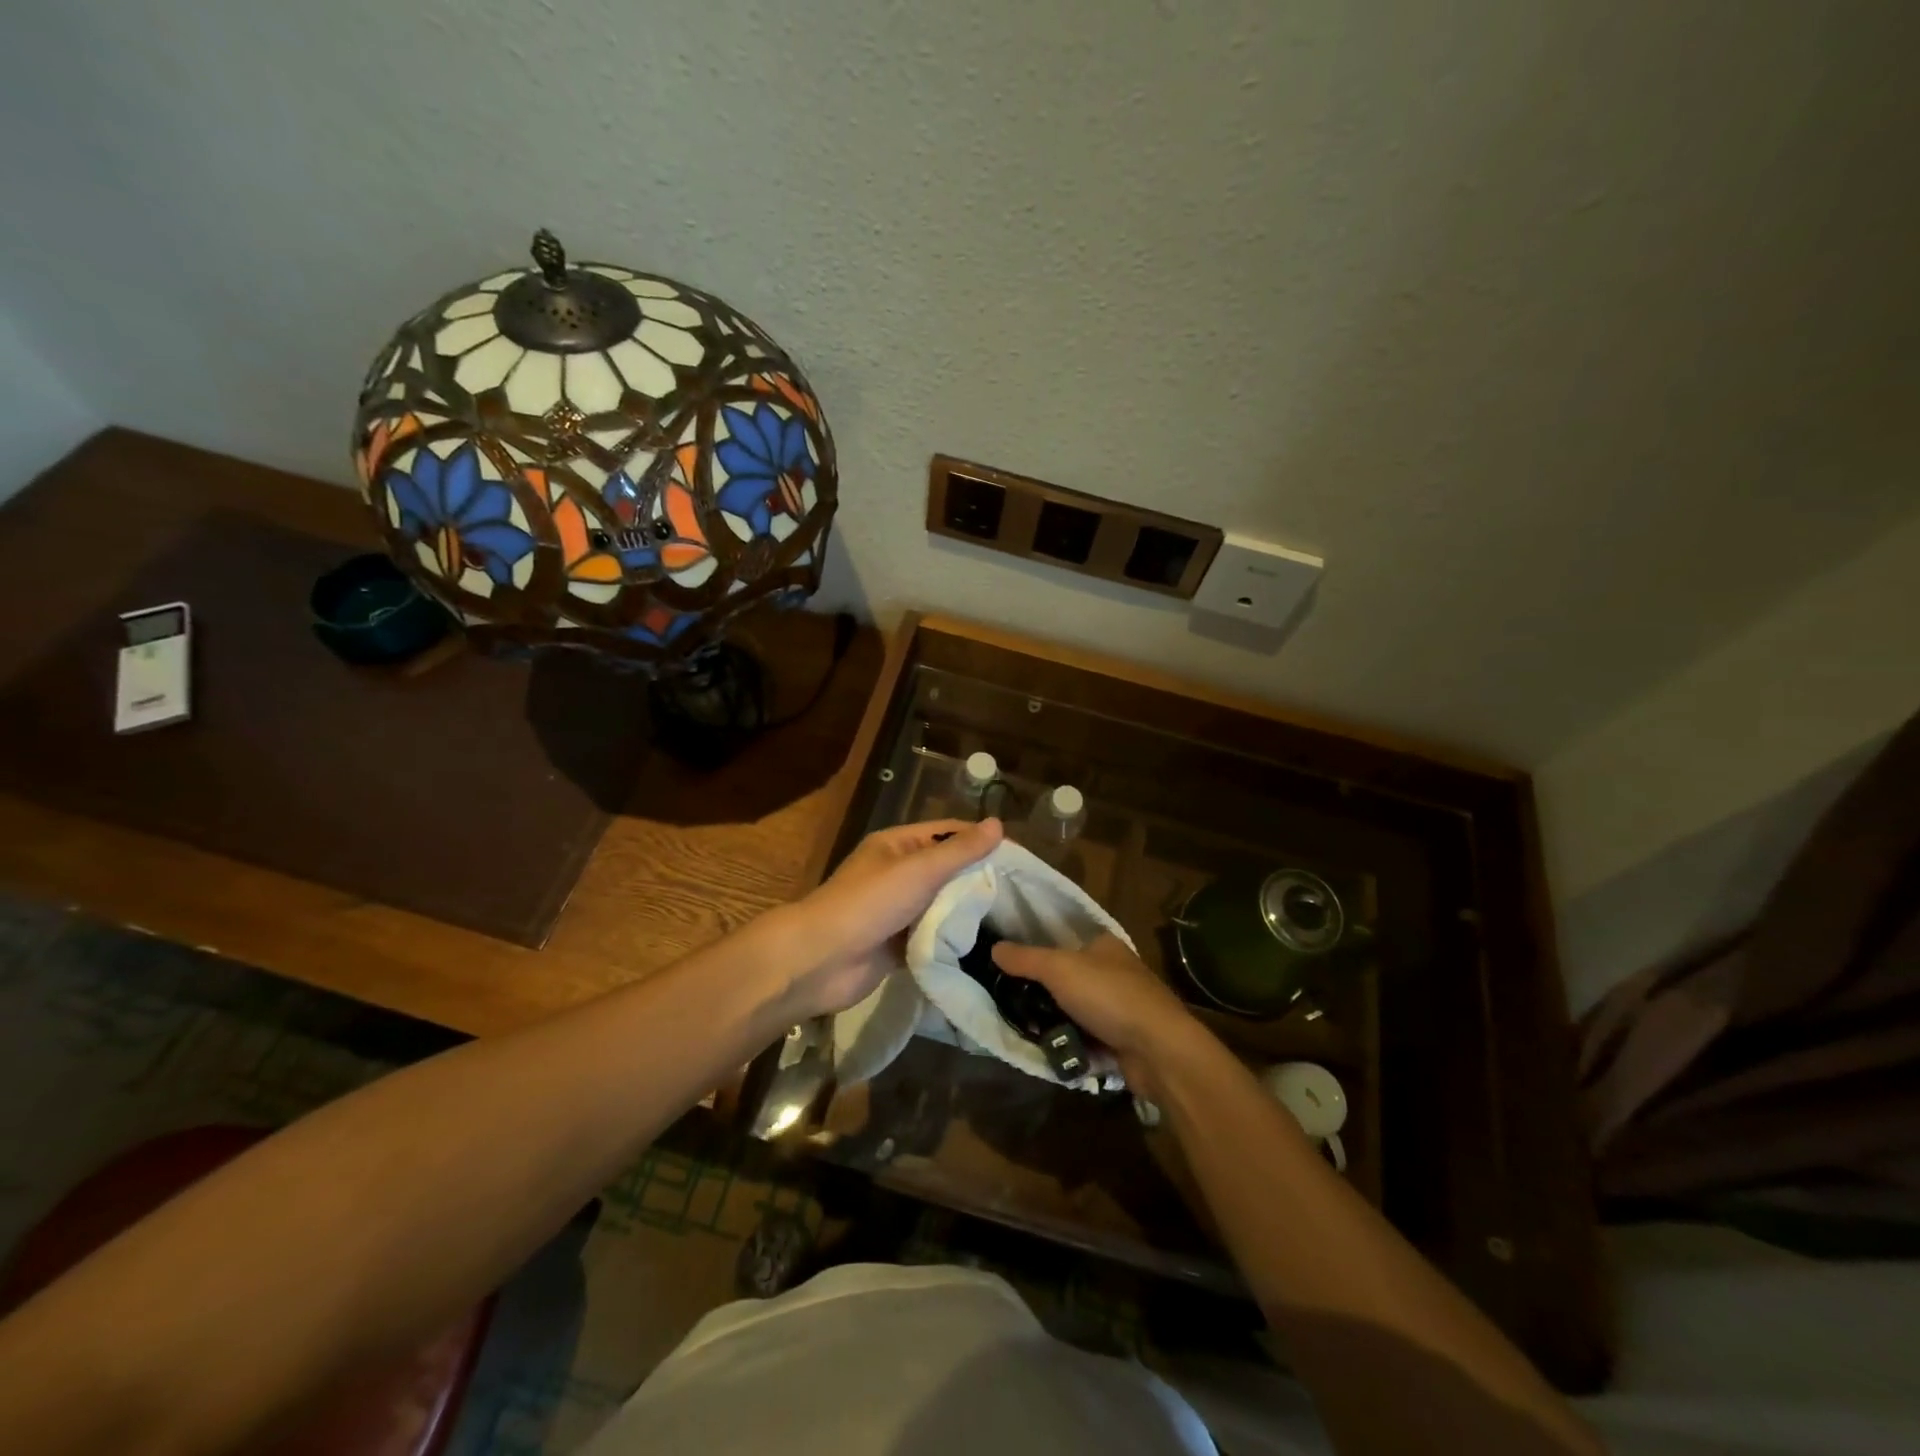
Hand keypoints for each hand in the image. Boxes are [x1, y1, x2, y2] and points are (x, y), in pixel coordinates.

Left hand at [783, 818, 1003, 1017]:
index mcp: (898, 846)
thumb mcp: (919, 870)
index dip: (980, 840)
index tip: (1018, 857)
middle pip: (947, 871)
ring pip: (941, 906)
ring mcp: (897, 911)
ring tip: (1012, 921)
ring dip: (967, 913)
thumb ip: (959, 851)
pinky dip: (952, 941)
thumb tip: (998, 824)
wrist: (822, 960)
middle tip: (1021, 894)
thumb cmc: (870, 903)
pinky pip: (932, 938)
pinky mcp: (898, 945)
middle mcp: (898, 874)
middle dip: (979, 880)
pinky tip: (985, 947)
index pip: (948, 834)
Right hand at [992, 934, 1206, 1094]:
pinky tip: (1052, 1051)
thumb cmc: (1109, 996)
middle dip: (1043, 996)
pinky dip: (1072, 1044)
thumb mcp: (1059, 969)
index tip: (1011, 971)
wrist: (1158, 1050)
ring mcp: (1120, 1007)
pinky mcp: (1122, 1039)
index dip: (1038, 955)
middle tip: (1015, 1007)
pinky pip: (1087, 1038)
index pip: (1064, 943)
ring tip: (1028, 1032)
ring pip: (1074, 1011)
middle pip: (1067, 980)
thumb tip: (994, 948)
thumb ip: (1025, 959)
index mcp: (1104, 945)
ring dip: (1055, 1023)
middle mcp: (1114, 972)